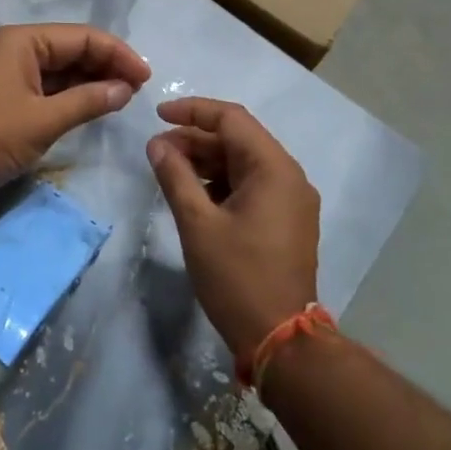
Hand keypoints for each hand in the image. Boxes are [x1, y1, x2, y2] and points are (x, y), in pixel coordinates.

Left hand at [0, 24, 149, 197]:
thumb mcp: (45, 119)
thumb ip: (89, 100)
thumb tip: (126, 89)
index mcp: (22, 41)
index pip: (81, 36)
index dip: (117, 53)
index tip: (146, 77)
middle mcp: (15, 47)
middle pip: (72, 48)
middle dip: (106, 65)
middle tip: (138, 89)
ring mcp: (9, 71)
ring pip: (61, 68)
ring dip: (92, 80)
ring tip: (123, 96)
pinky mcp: (7, 94)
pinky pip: (48, 85)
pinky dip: (73, 93)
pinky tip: (95, 104)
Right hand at [147, 97, 320, 358]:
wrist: (280, 339)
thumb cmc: (237, 277)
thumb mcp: (197, 224)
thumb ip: (176, 176)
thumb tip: (157, 144)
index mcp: (274, 169)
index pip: (232, 119)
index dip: (193, 111)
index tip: (158, 115)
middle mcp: (289, 176)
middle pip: (239, 139)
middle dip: (196, 139)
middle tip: (157, 150)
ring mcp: (292, 199)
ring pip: (245, 162)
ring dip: (208, 161)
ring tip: (170, 170)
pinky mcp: (288, 220)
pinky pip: (253, 185)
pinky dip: (223, 182)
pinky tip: (195, 194)